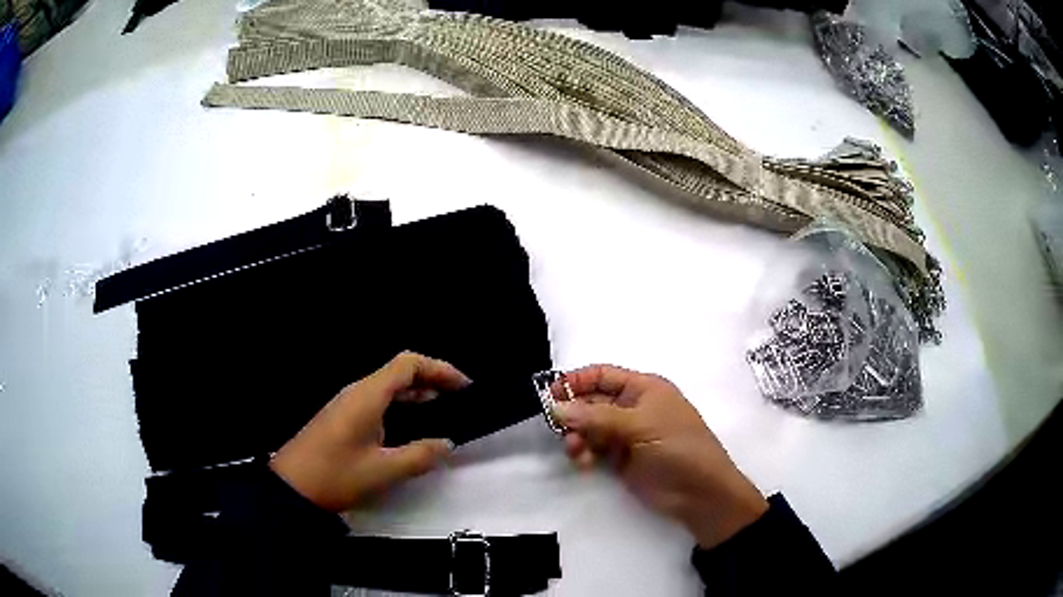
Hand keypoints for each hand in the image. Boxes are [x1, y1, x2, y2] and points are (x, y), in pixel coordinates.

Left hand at [270, 351, 470, 511]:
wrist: (291, 487)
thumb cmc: (336, 475)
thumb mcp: (383, 471)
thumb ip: (419, 455)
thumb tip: (447, 443)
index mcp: (367, 396)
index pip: (408, 364)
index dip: (439, 369)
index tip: (464, 387)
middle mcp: (357, 392)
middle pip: (398, 371)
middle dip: (431, 378)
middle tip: (459, 397)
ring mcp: (347, 404)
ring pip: (387, 386)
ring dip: (416, 391)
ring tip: (443, 407)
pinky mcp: (342, 417)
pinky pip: (377, 399)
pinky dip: (400, 403)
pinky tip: (411, 422)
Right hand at [553, 365, 767, 548]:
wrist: (699, 493)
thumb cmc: (678, 447)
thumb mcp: (640, 426)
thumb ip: (597, 417)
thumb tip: (557, 408)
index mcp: (643, 388)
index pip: (601, 375)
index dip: (575, 382)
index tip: (550, 396)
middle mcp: (632, 408)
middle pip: (591, 402)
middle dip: (574, 415)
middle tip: (561, 431)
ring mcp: (626, 434)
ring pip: (589, 428)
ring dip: (578, 437)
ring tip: (577, 452)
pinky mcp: (621, 459)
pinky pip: (594, 449)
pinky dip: (585, 454)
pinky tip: (585, 464)